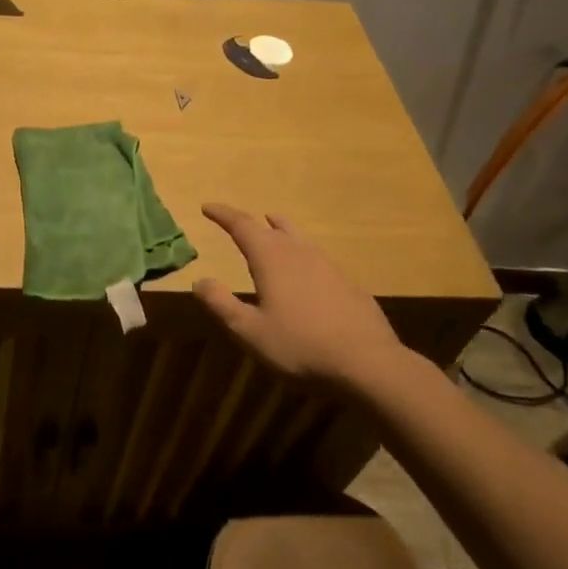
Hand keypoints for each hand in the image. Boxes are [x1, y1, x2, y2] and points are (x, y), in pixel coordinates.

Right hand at [193, 203, 409, 383]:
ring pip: (298, 237)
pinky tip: (305, 270)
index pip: (242, 225)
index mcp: (271, 258)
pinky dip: (301, 253)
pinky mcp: (347, 282)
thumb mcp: (250, 331)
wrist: (368, 362)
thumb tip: (199, 280)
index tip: (207, 206)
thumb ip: (221, 304)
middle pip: (271, 227)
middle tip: (235, 222)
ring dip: (280, 230)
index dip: (223, 214)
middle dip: (250, 222)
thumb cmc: (300, 345)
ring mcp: (328, 265)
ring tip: (272, 225)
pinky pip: (317, 257)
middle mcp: (299, 252)